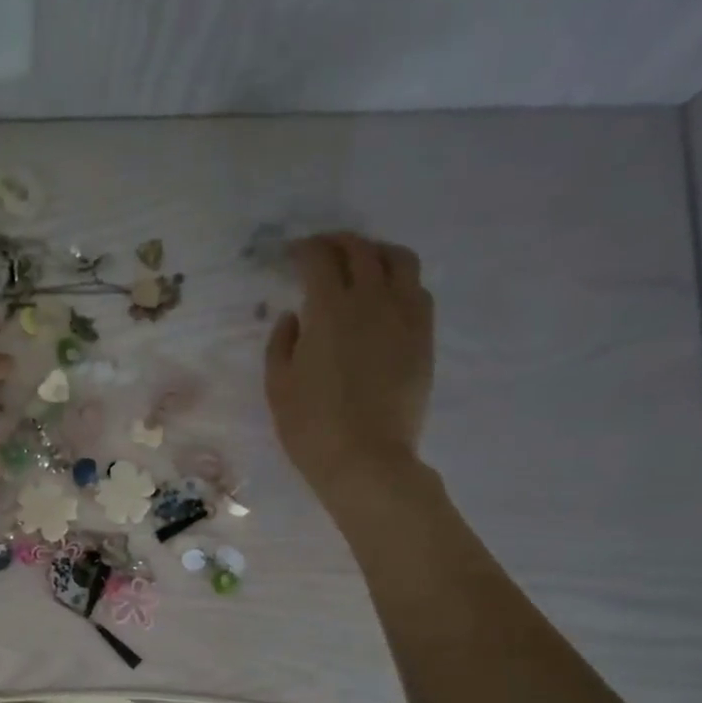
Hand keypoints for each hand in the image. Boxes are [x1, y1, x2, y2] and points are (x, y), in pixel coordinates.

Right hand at [265, 232, 433, 503]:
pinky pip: (417, 290)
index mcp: (330, 309)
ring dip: (375, 252)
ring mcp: (405, 316)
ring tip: (360, 263)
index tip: (291, 255)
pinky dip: (399, 280)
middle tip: (321, 250)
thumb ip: (281, 343)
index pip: (318, 259)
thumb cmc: (312, 426)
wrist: (366, 459)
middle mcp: (372, 299)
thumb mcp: (278, 386)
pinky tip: (385, 296)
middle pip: (360, 250)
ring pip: (398, 260)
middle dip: (337, 243)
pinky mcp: (423, 337)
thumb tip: (294, 316)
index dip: (303, 250)